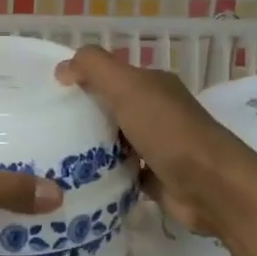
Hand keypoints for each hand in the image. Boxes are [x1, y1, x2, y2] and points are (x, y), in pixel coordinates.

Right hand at [56, 45, 256, 237]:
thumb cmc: (168, 131)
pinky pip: (121, 171)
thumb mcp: (127, 86)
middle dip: (82, 115)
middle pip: (111, 108)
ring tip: (53, 155)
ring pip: (115, 141)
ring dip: (91, 147)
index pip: (110, 75)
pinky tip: (78, 179)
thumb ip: (93, 68)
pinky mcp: (156, 178)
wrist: (212, 187)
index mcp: (153, 85)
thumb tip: (62, 68)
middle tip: (45, 128)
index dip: (81, 80)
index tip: (49, 95)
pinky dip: (104, 174)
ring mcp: (158, 146)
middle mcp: (157, 112)